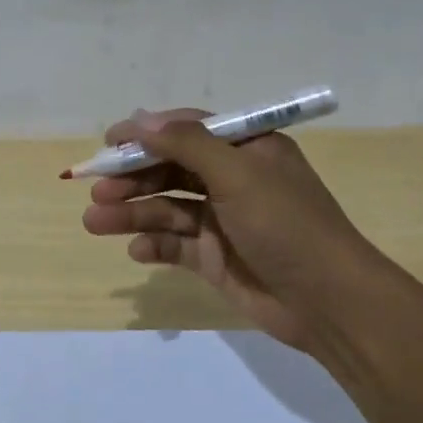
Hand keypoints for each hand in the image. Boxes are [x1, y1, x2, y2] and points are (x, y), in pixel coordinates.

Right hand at [81, 108, 371, 351]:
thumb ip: (187, 144)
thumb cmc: (286, 225)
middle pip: (170, 170)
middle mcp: (232, 180)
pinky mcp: (214, 258)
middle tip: (96, 189)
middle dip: (132, 178)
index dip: (146, 134)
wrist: (327, 302)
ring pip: (166, 209)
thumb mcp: (238, 175)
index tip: (107, 143)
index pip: (187, 131)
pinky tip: (137, 250)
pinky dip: (153, 245)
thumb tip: (141, 120)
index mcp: (246, 150)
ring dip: (132, 213)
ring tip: (95, 222)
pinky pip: (174, 245)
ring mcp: (222, 221)